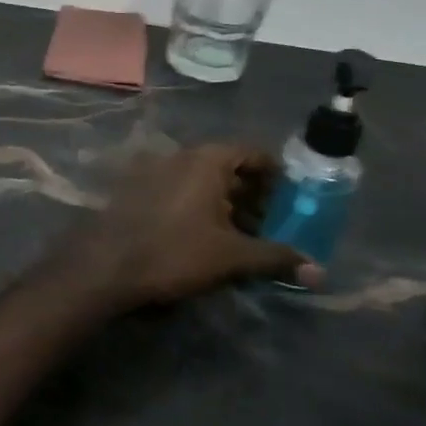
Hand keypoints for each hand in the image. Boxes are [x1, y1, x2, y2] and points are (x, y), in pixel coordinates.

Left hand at [59, 144, 321, 311]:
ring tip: (243, 238)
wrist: (105, 264)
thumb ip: (276, 257)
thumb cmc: (174, 252)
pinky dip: (197, 207)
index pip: (253, 153)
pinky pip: (177, 190)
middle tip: (272, 227)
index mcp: (205, 159)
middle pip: (227, 167)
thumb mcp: (231, 256)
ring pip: (201, 181)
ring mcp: (152, 169)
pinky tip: (205, 238)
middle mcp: (178, 155)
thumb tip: (320, 271)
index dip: (278, 177)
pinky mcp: (134, 189)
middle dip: (253, 195)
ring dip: (225, 204)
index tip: (294, 203)